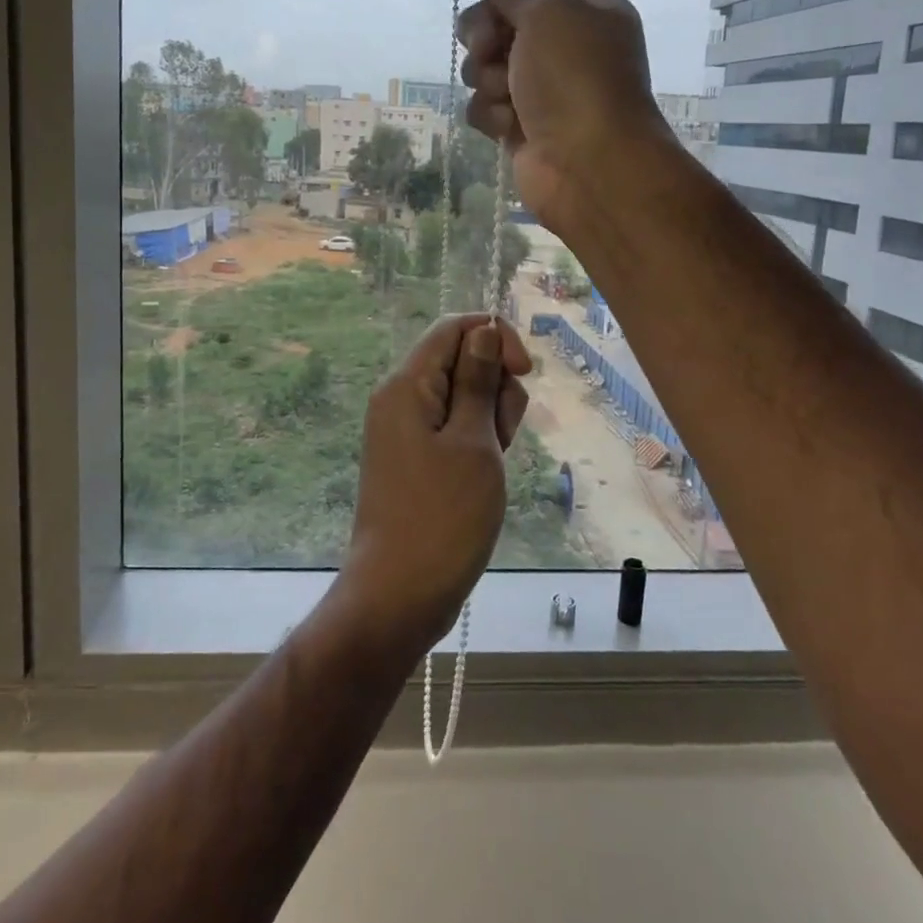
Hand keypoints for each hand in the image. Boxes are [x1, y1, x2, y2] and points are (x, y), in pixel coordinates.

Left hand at [338, 314, 532, 658]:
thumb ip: (478, 380)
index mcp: (406, 384)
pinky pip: (453, 428)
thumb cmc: (443, 516)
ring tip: (492, 463)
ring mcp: (405, 430)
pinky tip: (484, 474)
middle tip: (499, 437)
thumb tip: (484, 331)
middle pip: (460, 360)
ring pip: (463, 396)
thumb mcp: (474, 442)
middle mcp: (400, 398)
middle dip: (495, 387)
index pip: (454, 328)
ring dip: (490, 418)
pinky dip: (477, 441)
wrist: (399, 594)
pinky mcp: (414, 457)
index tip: (523, 374)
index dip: (495, 338)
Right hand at [440, 0, 673, 234]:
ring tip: (507, 93)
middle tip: (489, 46)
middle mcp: (564, 44)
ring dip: (487, 75)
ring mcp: (541, 86)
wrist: (589, 165)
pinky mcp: (521, 124)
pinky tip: (510, 126)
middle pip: (499, 19)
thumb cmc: (576, 78)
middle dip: (483, 32)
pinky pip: (486, 104)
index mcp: (585, 6)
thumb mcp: (550, 13)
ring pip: (485, 64)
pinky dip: (492, 112)